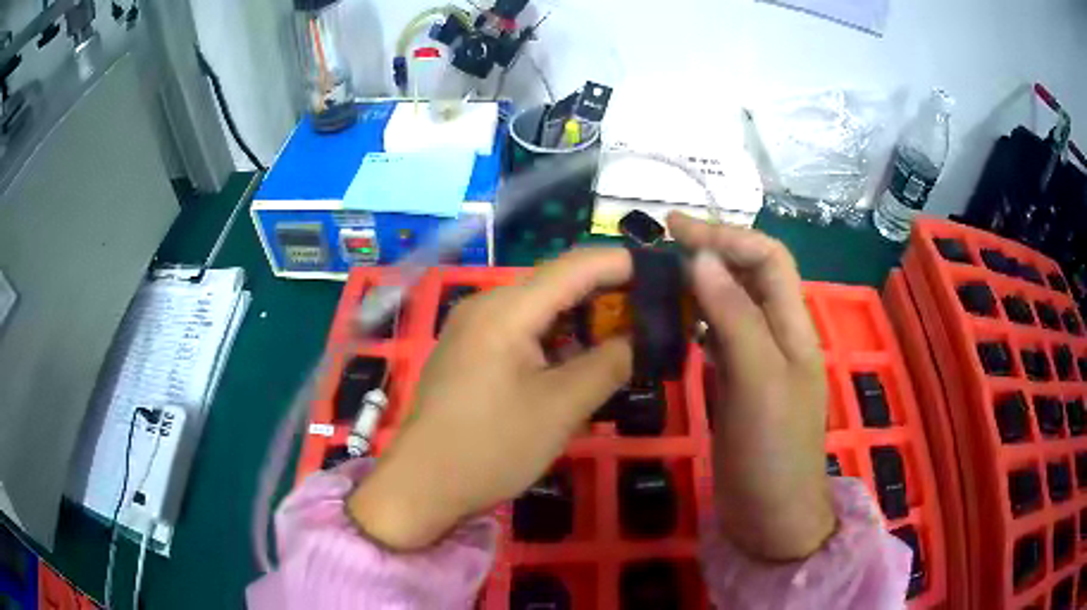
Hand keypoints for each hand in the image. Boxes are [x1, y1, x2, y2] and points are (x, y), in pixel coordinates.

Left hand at [348, 249, 633, 550]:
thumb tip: (637, 340)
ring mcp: (473, 328)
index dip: (622, 264)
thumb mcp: (561, 409)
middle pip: (556, 284)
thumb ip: (608, 365)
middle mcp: (486, 306)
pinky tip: (579, 357)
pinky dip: (556, 338)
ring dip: (582, 319)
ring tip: (625, 334)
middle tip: (652, 312)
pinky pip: (521, 331)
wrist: (422, 485)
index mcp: (506, 310)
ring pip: (539, 309)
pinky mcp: (469, 351)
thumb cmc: (491, 448)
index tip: (663, 272)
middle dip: (606, 294)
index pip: (575, 267)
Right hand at [667, 212, 834, 561]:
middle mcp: (777, 335)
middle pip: (750, 275)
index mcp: (793, 327)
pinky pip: (718, 338)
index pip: (768, 258)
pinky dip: (696, 320)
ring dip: (701, 284)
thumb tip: (703, 258)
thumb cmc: (773, 452)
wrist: (771, 516)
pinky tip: (673, 322)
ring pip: (732, 304)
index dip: (727, 235)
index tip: (675, 229)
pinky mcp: (737, 385)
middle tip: (659, 248)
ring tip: (660, 278)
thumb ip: (736, 318)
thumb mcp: (759, 381)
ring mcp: (757, 362)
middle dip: (712, 252)